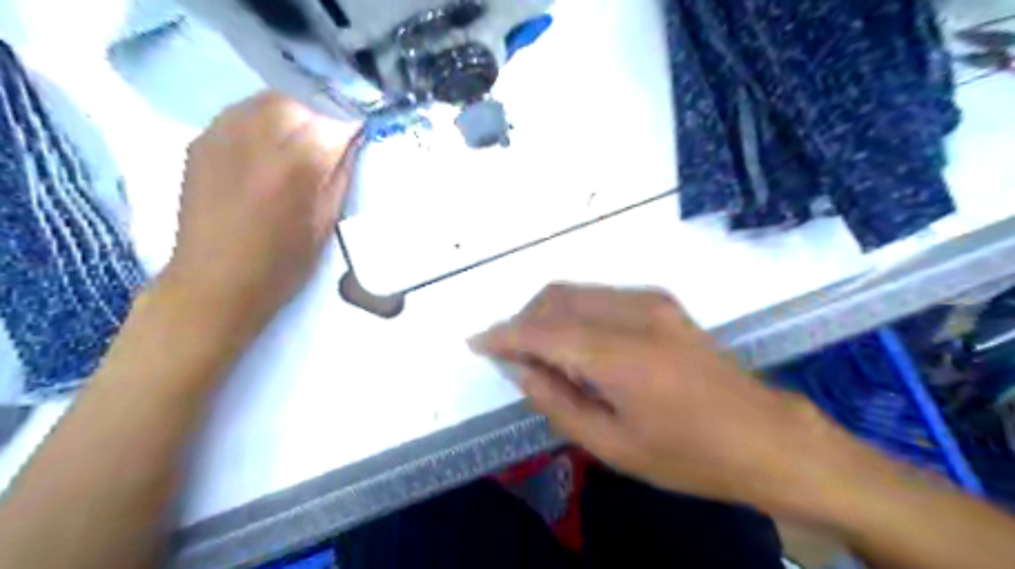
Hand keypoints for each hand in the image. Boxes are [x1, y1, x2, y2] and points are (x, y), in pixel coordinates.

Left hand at [160, 92, 363, 336]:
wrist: (215, 283)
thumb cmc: (282, 265)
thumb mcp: (325, 225)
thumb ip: (339, 177)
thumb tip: (350, 145)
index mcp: (294, 169)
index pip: (331, 126)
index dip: (349, 129)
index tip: (358, 137)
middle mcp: (256, 143)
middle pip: (299, 105)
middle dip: (321, 117)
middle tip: (330, 141)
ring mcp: (222, 138)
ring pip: (267, 101)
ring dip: (293, 114)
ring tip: (301, 139)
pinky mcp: (200, 143)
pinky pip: (240, 112)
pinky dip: (263, 119)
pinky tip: (270, 142)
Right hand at [473, 285, 866, 515]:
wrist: (763, 435)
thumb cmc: (687, 454)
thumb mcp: (613, 446)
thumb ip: (557, 402)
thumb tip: (520, 369)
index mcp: (620, 355)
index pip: (543, 331)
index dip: (504, 334)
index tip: (477, 342)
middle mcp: (633, 313)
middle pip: (556, 298)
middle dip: (523, 320)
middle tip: (511, 354)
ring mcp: (651, 301)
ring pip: (577, 291)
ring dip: (547, 313)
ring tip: (541, 351)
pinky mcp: (662, 301)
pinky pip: (600, 295)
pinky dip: (574, 311)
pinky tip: (577, 342)